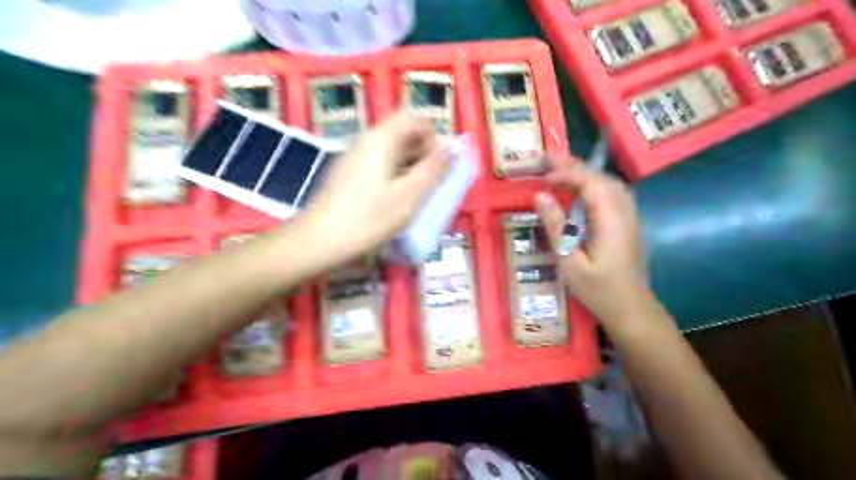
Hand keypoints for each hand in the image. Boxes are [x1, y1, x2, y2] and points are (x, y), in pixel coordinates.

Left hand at [299, 111, 449, 265]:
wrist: (318, 241)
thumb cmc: (368, 218)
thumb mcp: (409, 195)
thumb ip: (435, 169)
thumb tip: (456, 145)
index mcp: (381, 139)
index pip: (413, 119)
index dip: (433, 136)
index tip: (442, 164)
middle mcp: (366, 141)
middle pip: (402, 134)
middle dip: (424, 153)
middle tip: (434, 182)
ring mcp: (354, 158)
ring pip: (391, 152)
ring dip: (411, 166)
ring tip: (420, 193)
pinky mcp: (347, 175)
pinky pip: (379, 165)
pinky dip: (395, 175)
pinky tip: (397, 200)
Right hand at [533, 155, 649, 323]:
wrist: (631, 309)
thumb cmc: (598, 290)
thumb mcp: (569, 262)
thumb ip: (556, 227)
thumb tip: (540, 196)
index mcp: (611, 221)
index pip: (591, 183)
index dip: (567, 173)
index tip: (543, 175)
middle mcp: (624, 212)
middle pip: (602, 178)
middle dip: (575, 166)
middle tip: (547, 160)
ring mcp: (629, 217)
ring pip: (609, 183)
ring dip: (585, 173)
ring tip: (559, 170)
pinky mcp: (627, 223)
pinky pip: (611, 194)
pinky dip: (592, 185)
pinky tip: (579, 190)